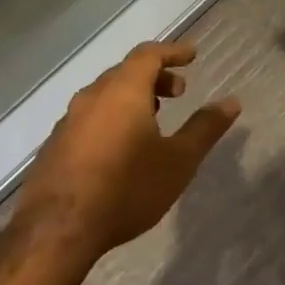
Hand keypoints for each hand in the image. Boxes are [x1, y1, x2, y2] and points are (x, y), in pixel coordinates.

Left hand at [13, 40, 239, 261]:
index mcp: (123, 92)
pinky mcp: (53, 148)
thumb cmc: (127, 188)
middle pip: (125, 72)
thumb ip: (205, 128)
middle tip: (179, 93)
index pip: (148, 55)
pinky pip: (89, 119)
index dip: (172, 52)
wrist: (56, 232)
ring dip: (132, 98)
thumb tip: (232, 102)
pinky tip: (121, 148)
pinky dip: (112, 118)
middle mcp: (91, 98)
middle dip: (155, 77)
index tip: (192, 56)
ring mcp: (67, 123)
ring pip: (104, 96)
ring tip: (153, 119)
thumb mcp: (179, 161)